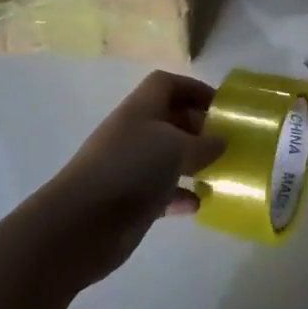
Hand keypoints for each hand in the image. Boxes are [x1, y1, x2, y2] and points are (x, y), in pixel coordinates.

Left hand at [40, 72, 225, 282]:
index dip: (194, 89)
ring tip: (219, 172)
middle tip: (226, 143)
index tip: (221, 107)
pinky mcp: (131, 200)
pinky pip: (162, 191)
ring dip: (192, 163)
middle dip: (198, 127)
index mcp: (141, 108)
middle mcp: (135, 133)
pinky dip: (180, 195)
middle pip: (170, 119)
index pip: (167, 84)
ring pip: (168, 157)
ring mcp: (131, 167)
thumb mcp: (175, 147)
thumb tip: (222, 141)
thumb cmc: (130, 169)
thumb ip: (204, 143)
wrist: (81, 224)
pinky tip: (198, 204)